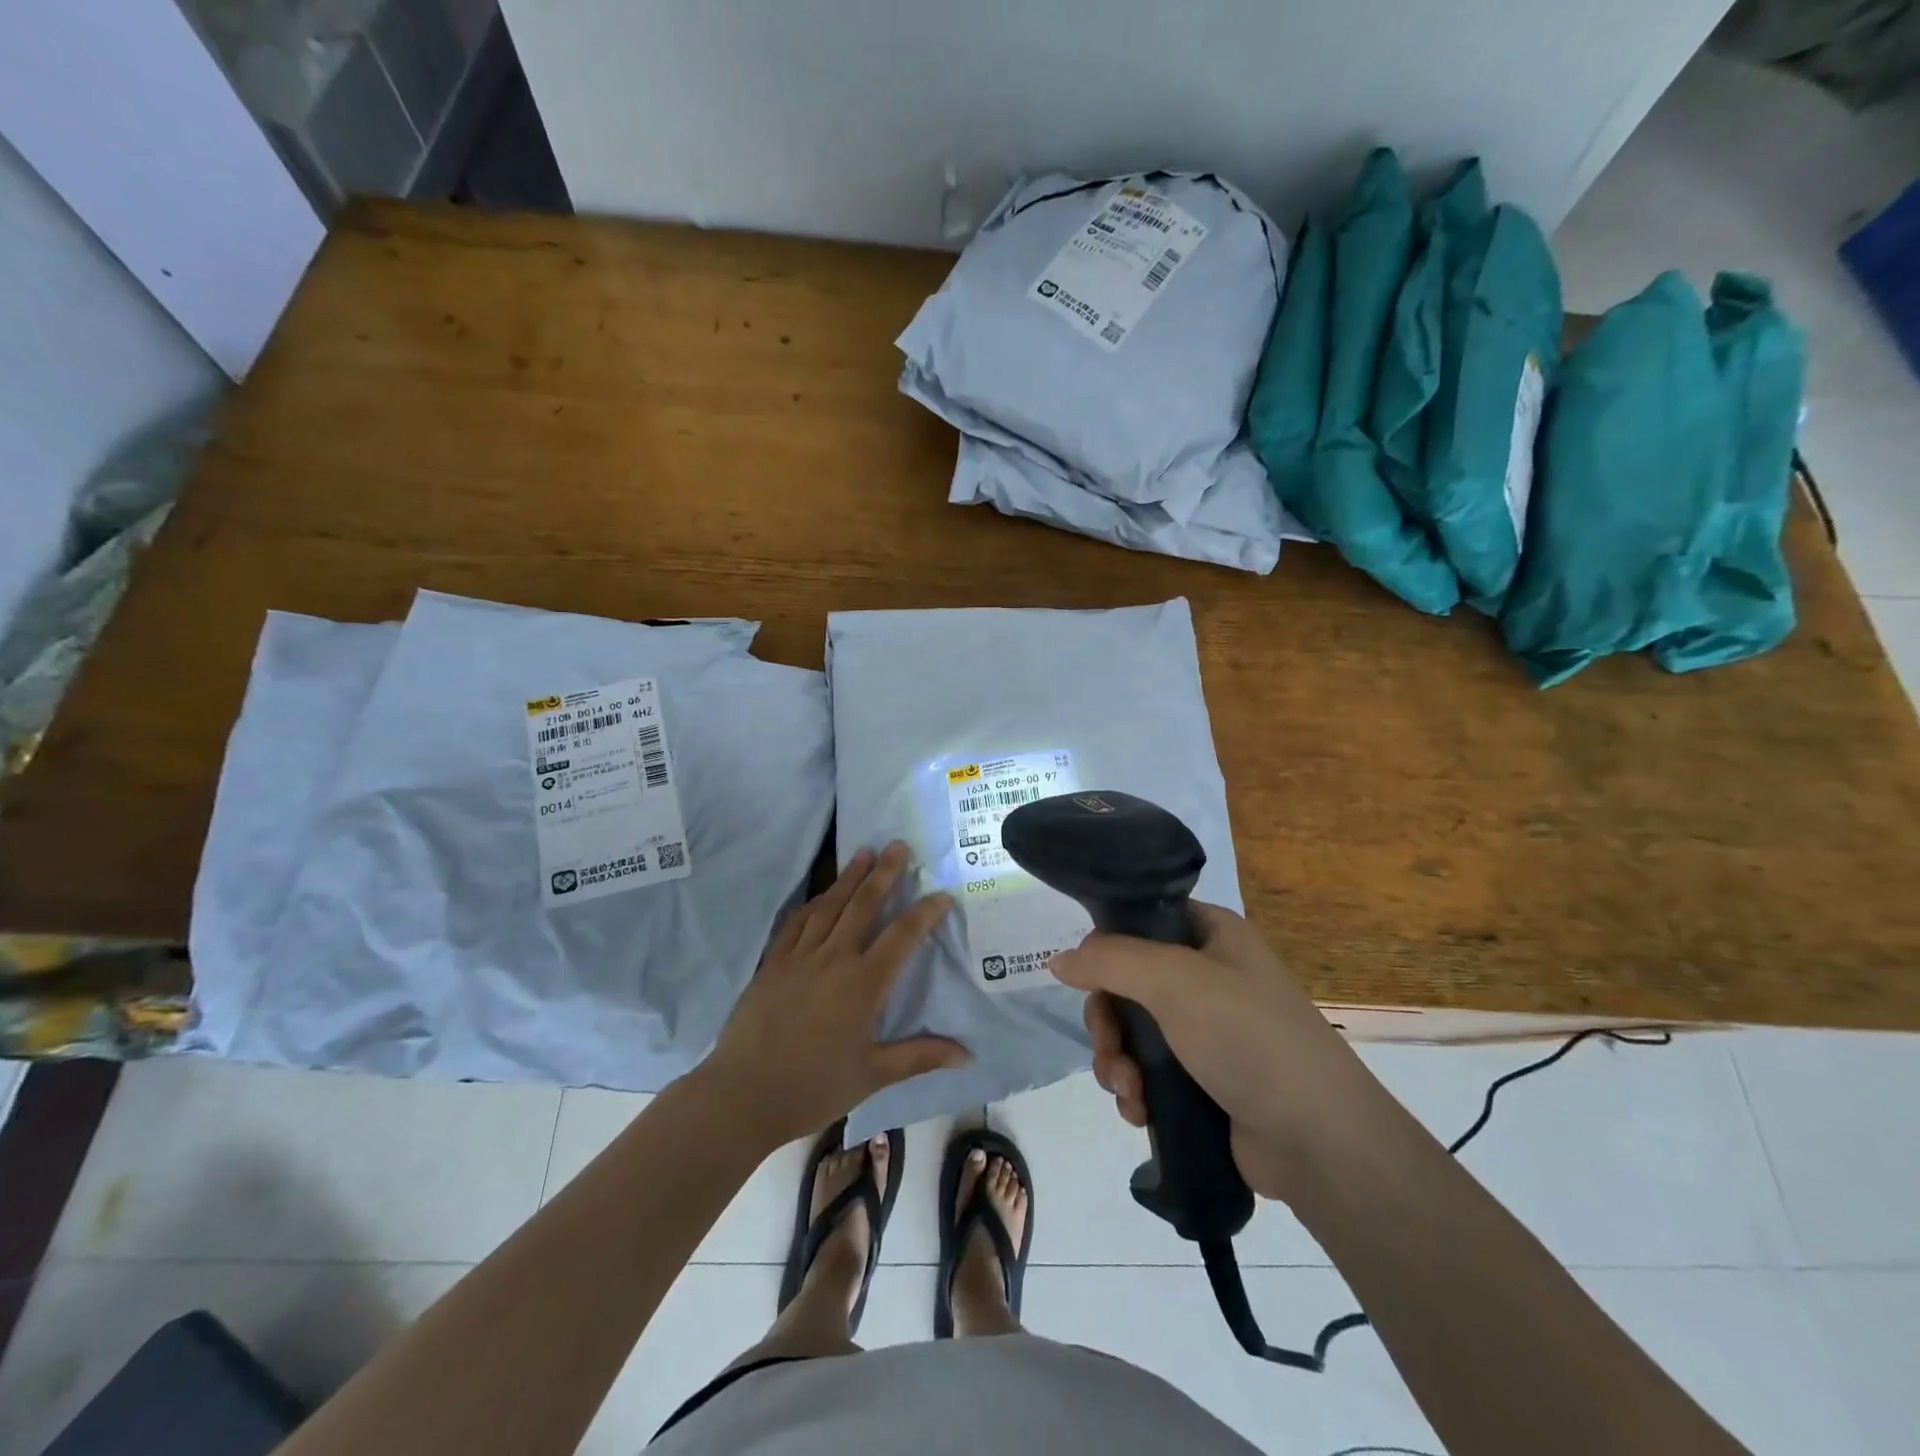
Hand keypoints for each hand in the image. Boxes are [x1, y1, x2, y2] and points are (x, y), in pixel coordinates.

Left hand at [702, 841, 968, 1146]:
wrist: (741, 1095)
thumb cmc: (813, 1088)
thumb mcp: (873, 1075)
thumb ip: (919, 1056)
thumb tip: (967, 1055)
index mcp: (862, 984)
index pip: (902, 936)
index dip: (925, 912)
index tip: (942, 894)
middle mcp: (833, 959)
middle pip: (863, 905)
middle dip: (884, 873)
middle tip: (897, 845)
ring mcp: (799, 957)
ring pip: (829, 906)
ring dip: (849, 877)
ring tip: (864, 853)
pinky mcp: (772, 963)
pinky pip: (796, 922)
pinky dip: (812, 903)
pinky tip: (820, 895)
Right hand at [1051, 902, 1381, 1200]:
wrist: (1318, 1141)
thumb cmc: (1248, 1037)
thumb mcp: (1173, 981)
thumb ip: (1109, 961)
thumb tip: (1059, 960)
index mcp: (1212, 934)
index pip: (1142, 920)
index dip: (1108, 944)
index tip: (1087, 976)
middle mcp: (1209, 976)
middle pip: (1128, 982)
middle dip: (1108, 1022)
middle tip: (1110, 1050)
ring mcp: (1208, 1031)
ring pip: (1133, 1032)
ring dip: (1117, 1062)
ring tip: (1129, 1093)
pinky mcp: (1204, 1081)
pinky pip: (1149, 1072)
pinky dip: (1136, 1090)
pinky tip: (1140, 1112)